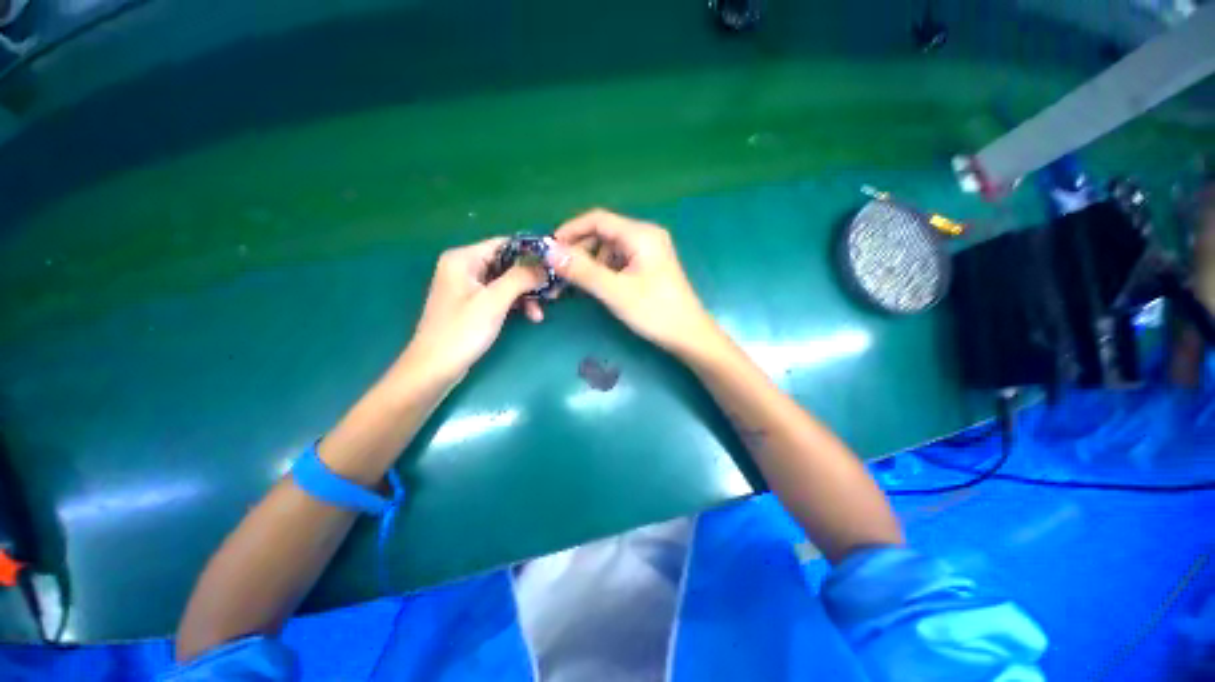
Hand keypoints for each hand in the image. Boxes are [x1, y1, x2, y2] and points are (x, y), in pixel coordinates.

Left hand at [403, 238, 546, 384]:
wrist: (435, 368)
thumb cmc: (462, 331)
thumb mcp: (494, 301)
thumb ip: (521, 278)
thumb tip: (546, 266)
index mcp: (463, 258)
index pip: (505, 244)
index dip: (531, 253)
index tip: (555, 265)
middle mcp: (465, 267)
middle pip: (508, 263)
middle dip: (531, 278)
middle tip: (553, 292)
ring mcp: (469, 286)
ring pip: (507, 281)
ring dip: (527, 294)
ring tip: (542, 311)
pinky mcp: (474, 303)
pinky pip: (501, 295)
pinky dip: (517, 303)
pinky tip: (532, 316)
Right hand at [545, 209, 724, 360]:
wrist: (688, 335)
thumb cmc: (655, 312)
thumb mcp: (615, 291)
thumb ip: (582, 270)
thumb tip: (549, 251)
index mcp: (641, 234)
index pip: (597, 219)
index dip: (570, 230)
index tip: (549, 249)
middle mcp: (646, 235)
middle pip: (603, 233)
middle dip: (580, 250)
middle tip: (561, 272)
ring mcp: (649, 251)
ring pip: (610, 248)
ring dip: (591, 262)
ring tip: (579, 284)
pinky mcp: (649, 265)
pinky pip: (620, 260)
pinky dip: (604, 270)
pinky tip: (598, 286)